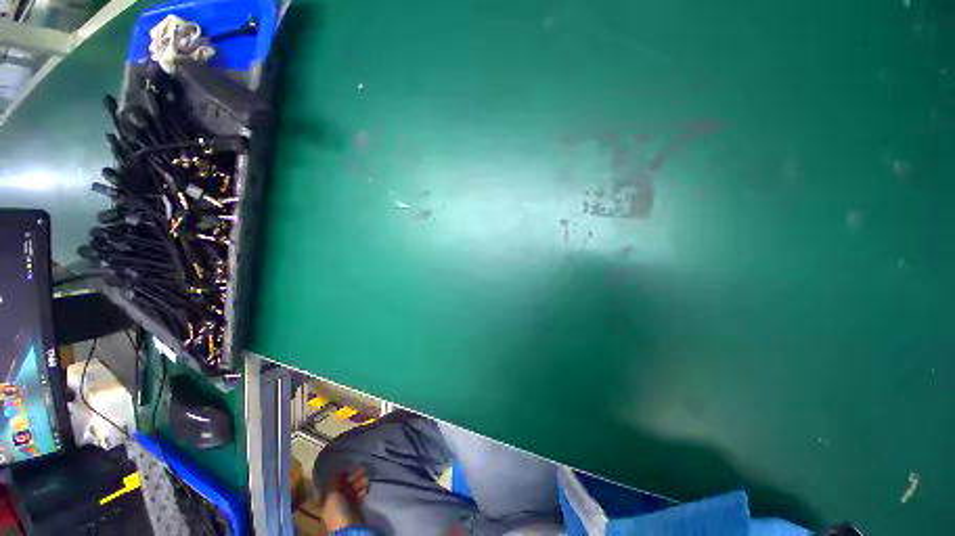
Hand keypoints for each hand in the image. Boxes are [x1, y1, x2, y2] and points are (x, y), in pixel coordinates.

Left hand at [319, 466, 369, 531]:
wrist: (350, 526)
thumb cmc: (338, 510)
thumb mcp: (332, 494)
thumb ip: (335, 481)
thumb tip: (340, 471)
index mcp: (327, 498)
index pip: (335, 483)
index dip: (343, 475)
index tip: (350, 469)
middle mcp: (335, 500)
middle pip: (345, 484)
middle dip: (354, 477)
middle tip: (363, 471)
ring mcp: (346, 504)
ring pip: (353, 488)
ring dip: (360, 482)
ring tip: (366, 479)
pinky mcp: (356, 507)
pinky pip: (359, 494)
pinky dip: (363, 490)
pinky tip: (366, 488)